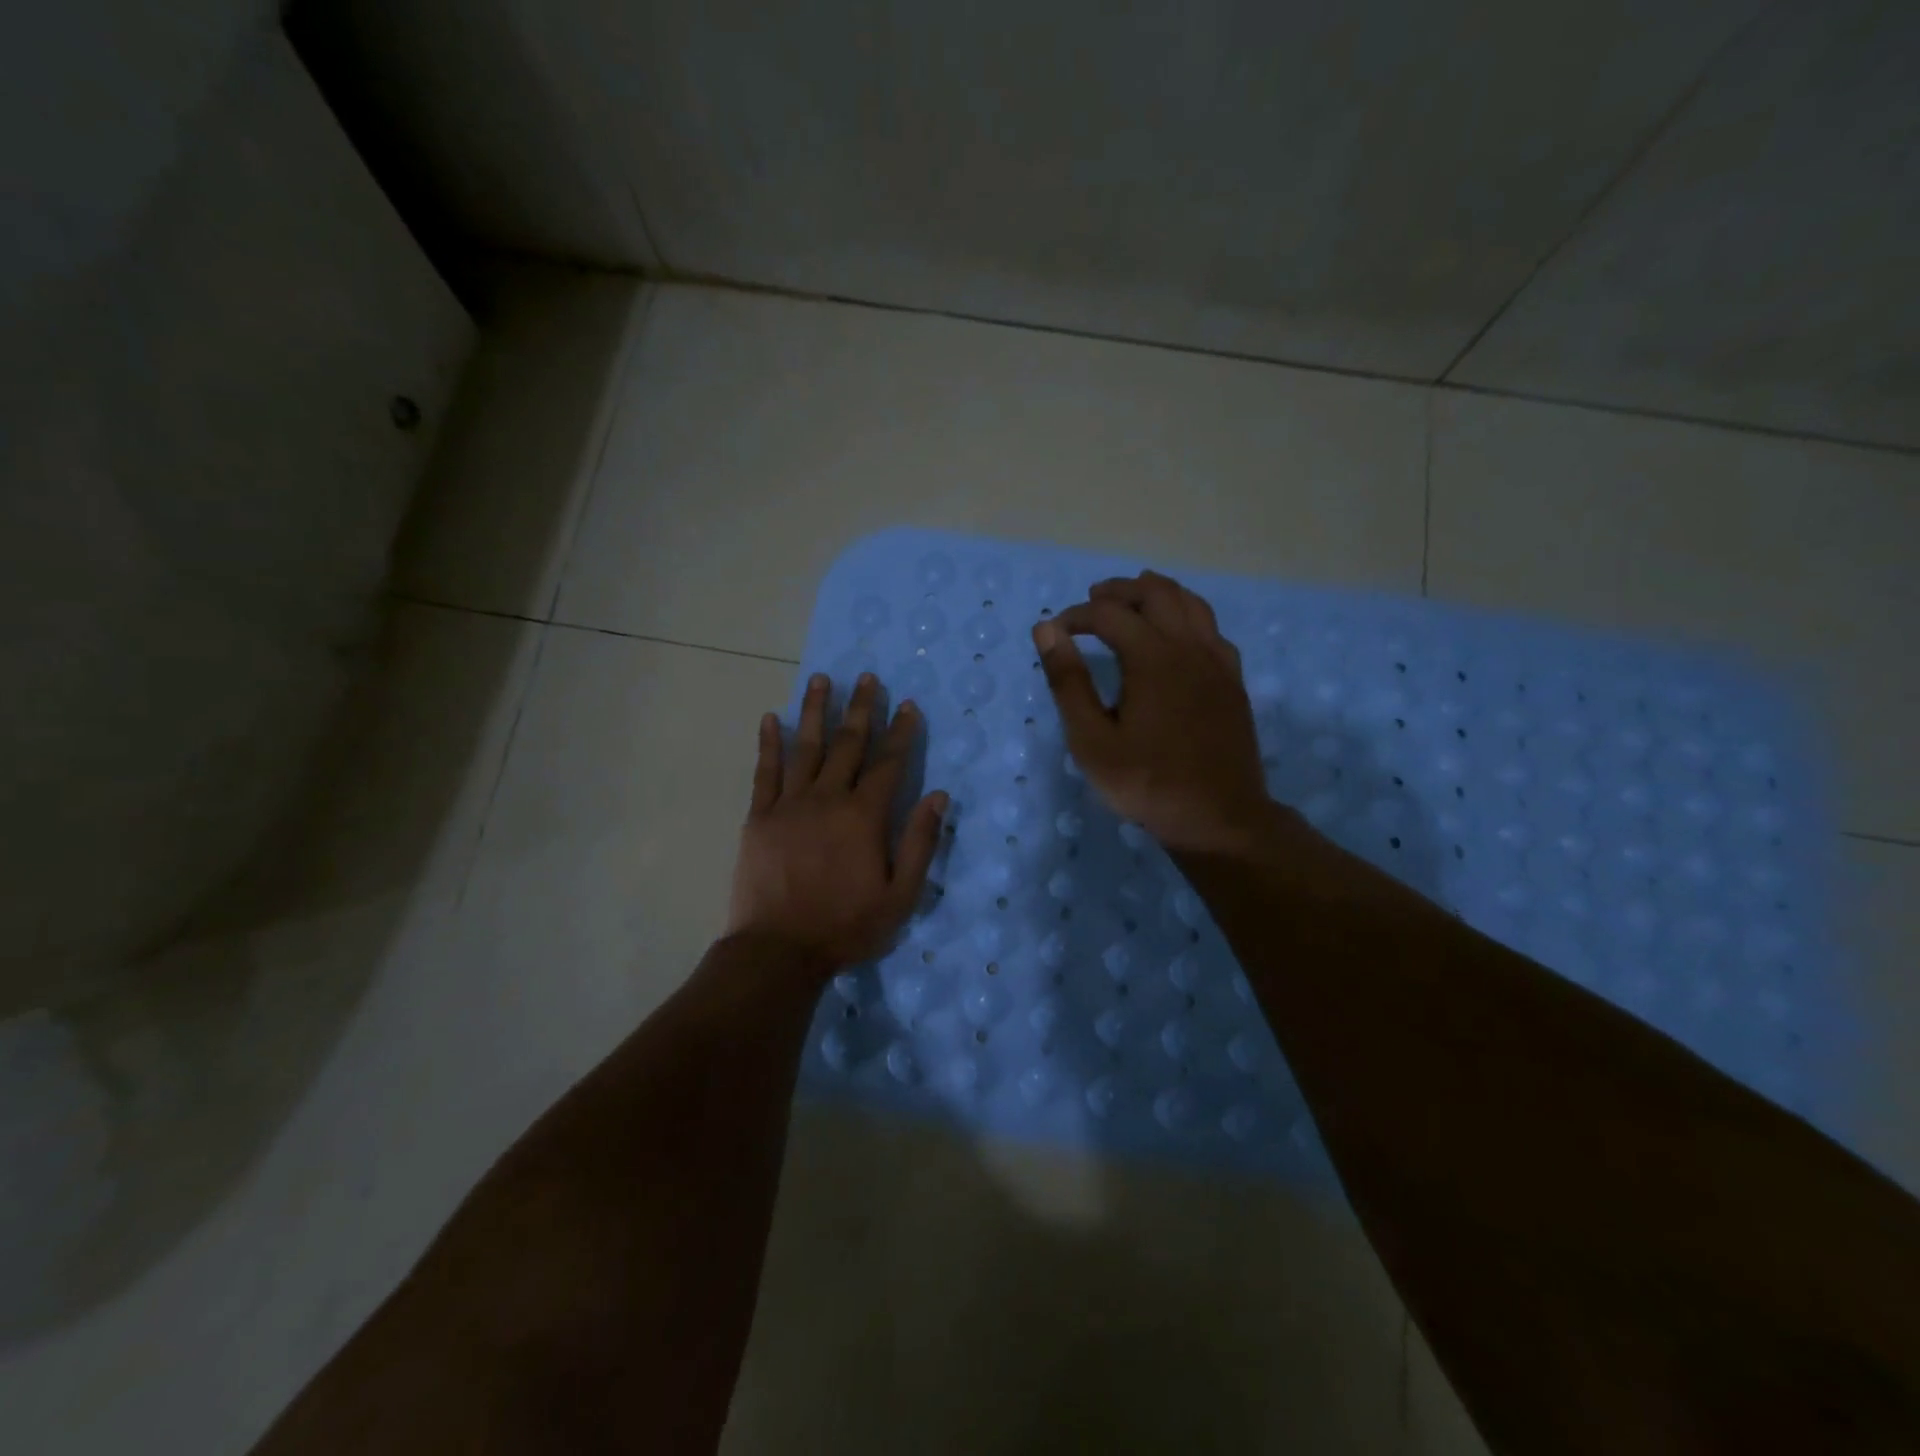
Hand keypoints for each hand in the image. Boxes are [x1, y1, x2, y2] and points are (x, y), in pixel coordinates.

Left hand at [726, 672, 947, 973]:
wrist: (779, 950)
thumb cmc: (846, 926)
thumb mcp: (900, 895)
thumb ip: (919, 842)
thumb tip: (939, 795)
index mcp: (863, 817)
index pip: (888, 763)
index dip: (900, 732)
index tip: (907, 705)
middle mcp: (827, 799)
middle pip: (847, 744)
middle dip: (860, 709)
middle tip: (866, 677)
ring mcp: (789, 804)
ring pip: (805, 747)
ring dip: (814, 711)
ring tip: (820, 679)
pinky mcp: (759, 817)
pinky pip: (765, 772)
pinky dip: (768, 743)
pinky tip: (770, 719)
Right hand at [1033, 570, 1274, 854]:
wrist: (1218, 818)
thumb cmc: (1146, 783)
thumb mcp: (1091, 740)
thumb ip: (1068, 682)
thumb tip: (1047, 629)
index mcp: (1152, 657)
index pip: (1109, 614)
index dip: (1077, 615)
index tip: (1057, 631)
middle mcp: (1189, 647)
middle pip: (1156, 594)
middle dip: (1120, 591)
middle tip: (1093, 599)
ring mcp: (1217, 662)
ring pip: (1191, 604)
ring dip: (1158, 594)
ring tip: (1134, 599)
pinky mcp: (1233, 680)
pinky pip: (1212, 629)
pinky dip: (1188, 617)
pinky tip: (1178, 634)